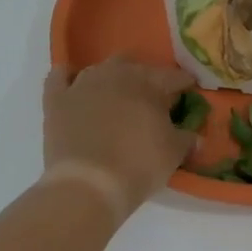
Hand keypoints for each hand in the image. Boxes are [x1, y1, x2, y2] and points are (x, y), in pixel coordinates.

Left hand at [42, 56, 196, 210]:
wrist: (88, 184)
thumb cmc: (138, 165)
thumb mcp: (173, 154)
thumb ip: (186, 138)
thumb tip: (195, 135)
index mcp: (148, 83)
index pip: (171, 76)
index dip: (183, 82)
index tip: (189, 88)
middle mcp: (115, 74)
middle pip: (134, 66)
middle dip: (145, 77)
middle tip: (152, 97)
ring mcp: (82, 83)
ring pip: (100, 69)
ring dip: (111, 78)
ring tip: (117, 95)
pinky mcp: (57, 99)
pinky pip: (60, 76)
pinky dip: (68, 76)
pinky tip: (74, 83)